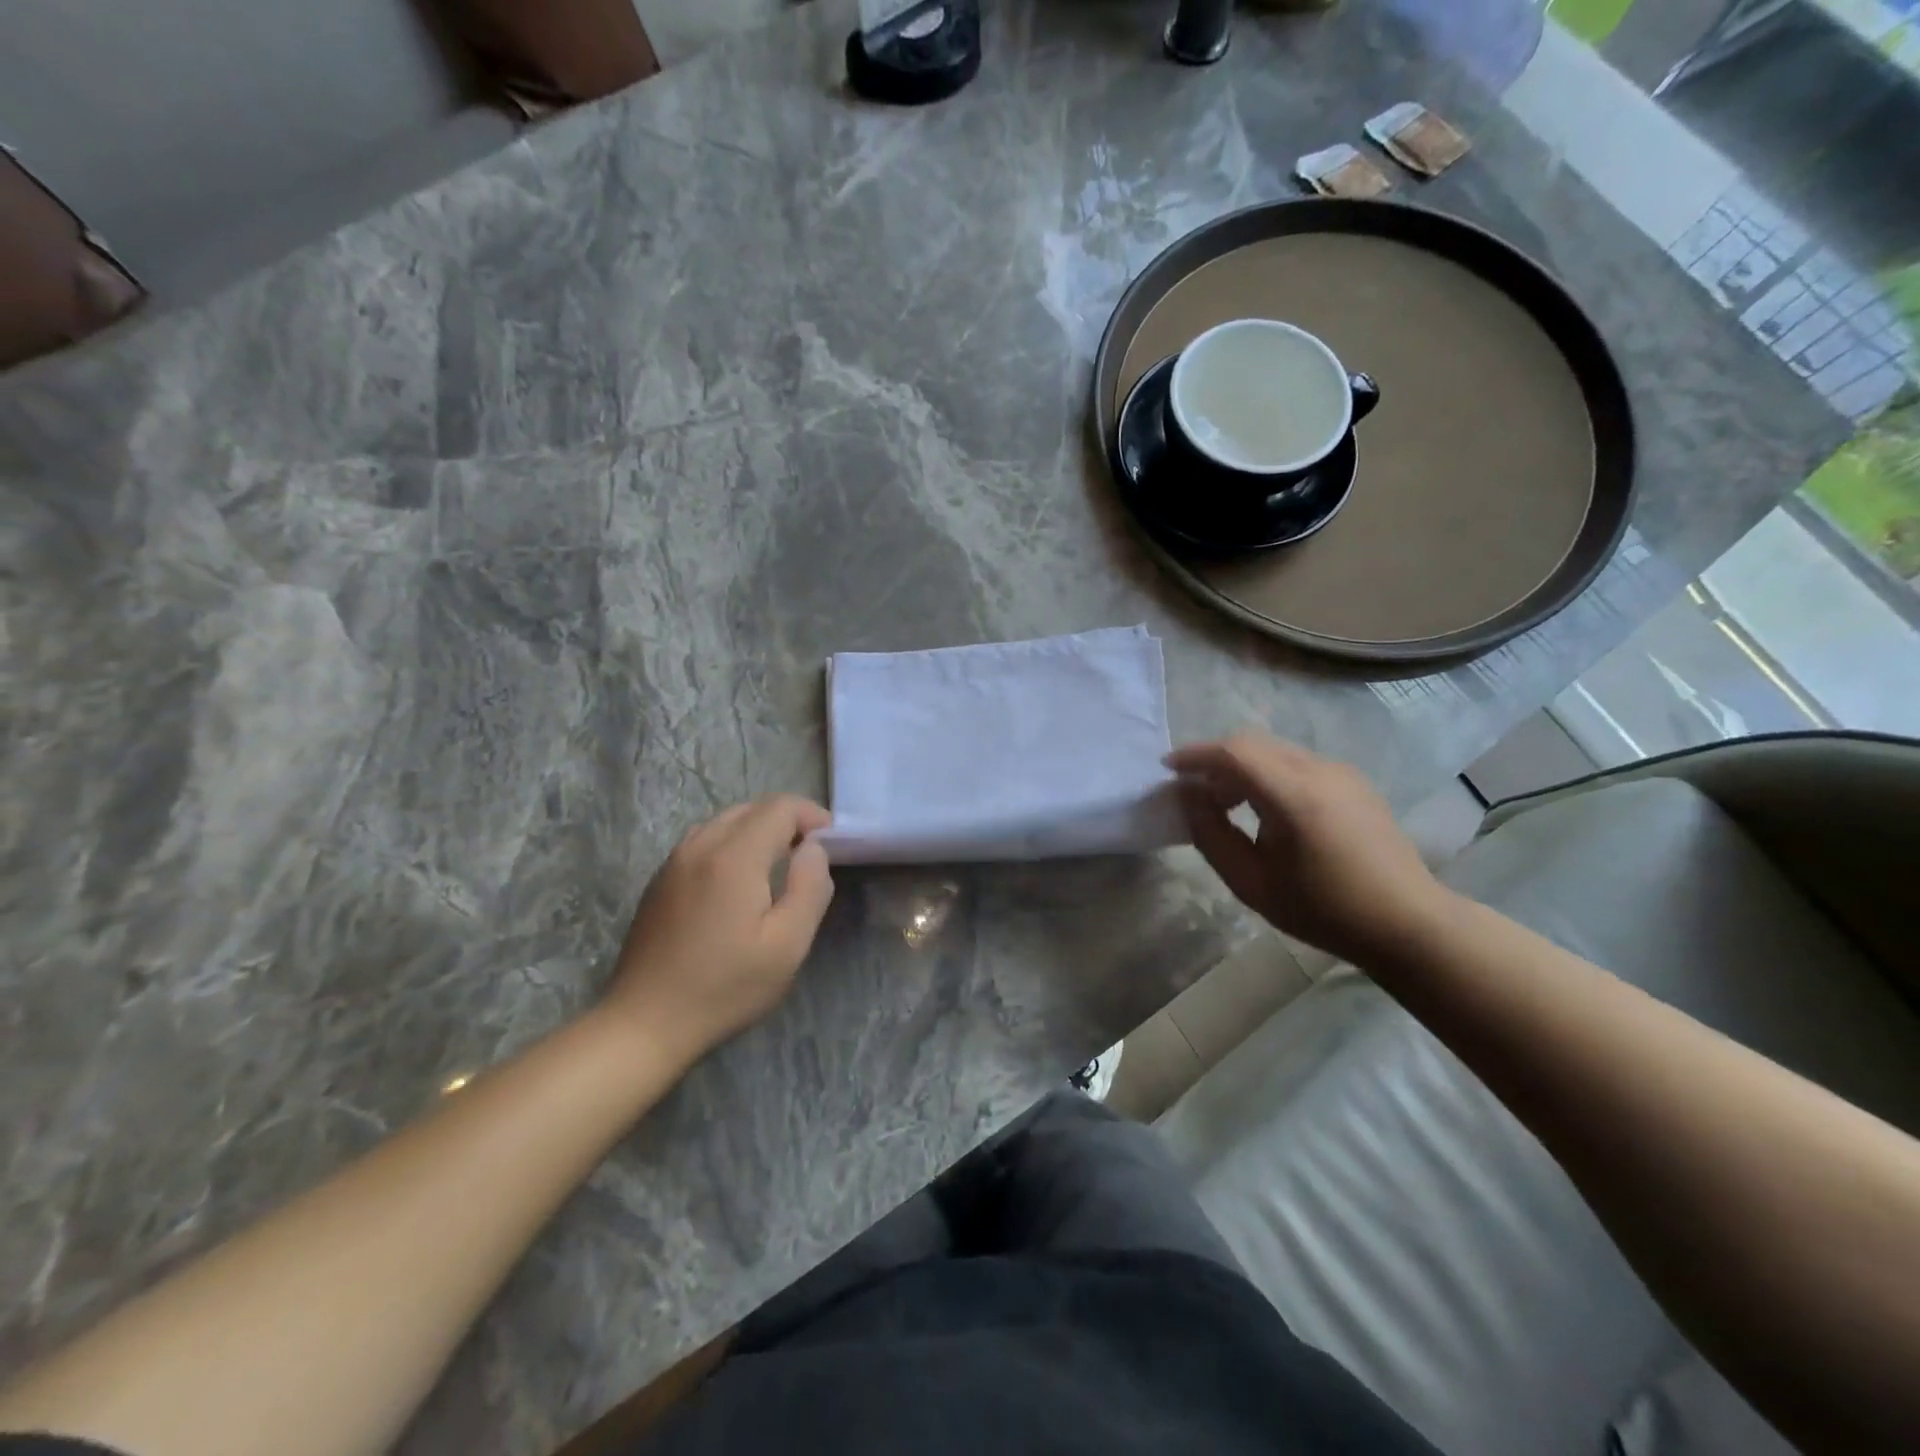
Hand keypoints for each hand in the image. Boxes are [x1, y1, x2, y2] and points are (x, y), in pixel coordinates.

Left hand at [603, 795, 834, 1057]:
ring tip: (779, 864)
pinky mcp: (660, 879)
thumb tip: (814, 849)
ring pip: (726, 821)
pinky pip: (704, 840)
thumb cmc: (726, 987)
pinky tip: (739, 881)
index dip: (812, 816)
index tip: (832, 843)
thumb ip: (810, 887)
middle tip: (810, 855)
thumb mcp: (788, 945)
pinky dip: (732, 843)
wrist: (646, 1022)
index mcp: (734, 856)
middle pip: (752, 808)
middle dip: (788, 821)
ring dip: (759, 830)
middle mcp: (701, 845)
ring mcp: (674, 861)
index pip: (781, 807)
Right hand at [1166, 734, 1453, 966]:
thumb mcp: (1250, 882)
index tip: (1168, 770)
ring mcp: (1340, 772)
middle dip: (1215, 761)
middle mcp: (1318, 770)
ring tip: (1230, 806)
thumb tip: (1187, 795)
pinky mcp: (1353, 780)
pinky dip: (1269, 773)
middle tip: (1197, 795)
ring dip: (1242, 767)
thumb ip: (1210, 834)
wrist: (1405, 922)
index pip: (1233, 752)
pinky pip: (1297, 762)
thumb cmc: (1322, 909)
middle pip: (1252, 744)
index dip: (1194, 755)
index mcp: (1293, 796)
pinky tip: (1268, 811)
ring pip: (1274, 750)